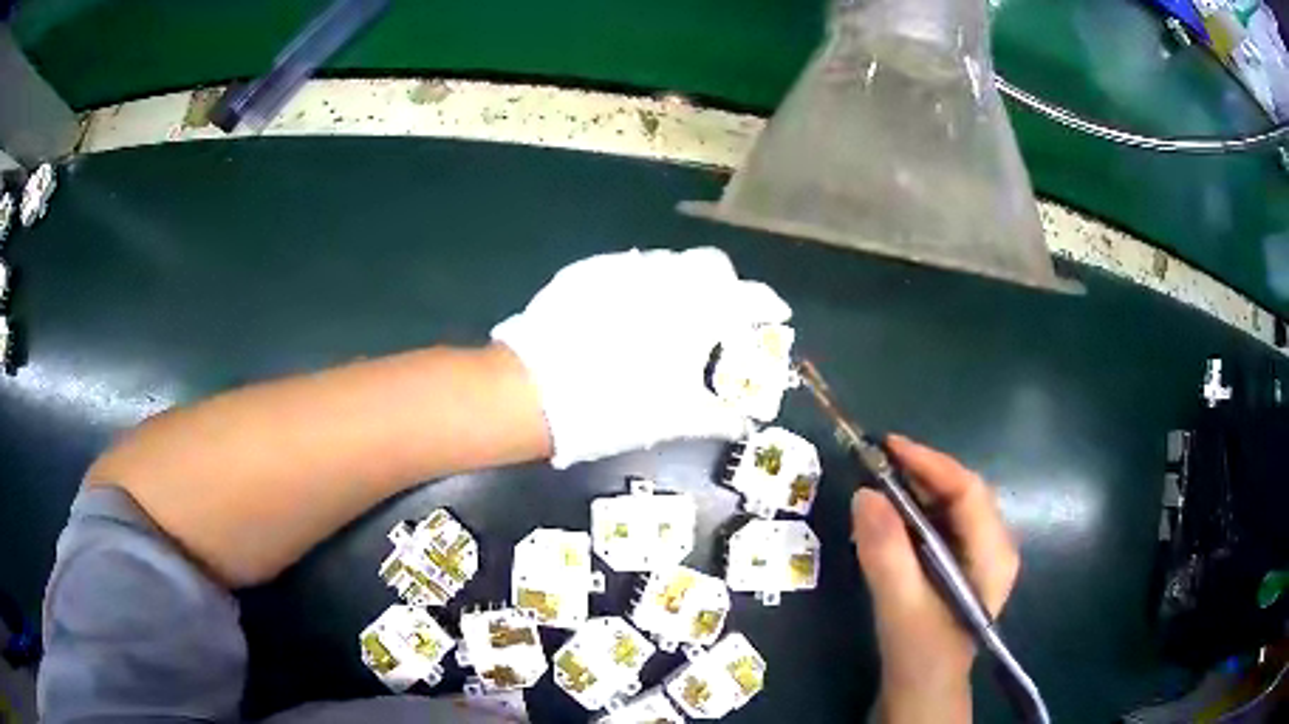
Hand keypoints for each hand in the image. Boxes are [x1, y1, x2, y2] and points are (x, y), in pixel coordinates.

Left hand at [492, 248, 790, 467]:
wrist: (534, 390)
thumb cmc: (617, 406)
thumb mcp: (676, 418)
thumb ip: (720, 417)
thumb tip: (748, 423)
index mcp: (698, 310)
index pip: (750, 297)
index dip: (768, 305)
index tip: (775, 315)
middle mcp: (667, 276)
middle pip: (713, 264)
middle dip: (725, 285)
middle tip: (720, 317)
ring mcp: (625, 267)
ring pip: (669, 262)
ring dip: (682, 282)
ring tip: (671, 315)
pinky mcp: (589, 269)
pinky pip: (629, 267)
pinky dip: (641, 284)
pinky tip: (626, 312)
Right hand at [851, 435, 1019, 723]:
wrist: (924, 690)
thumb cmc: (919, 654)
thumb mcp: (901, 607)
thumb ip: (886, 554)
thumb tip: (865, 493)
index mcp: (993, 554)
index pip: (968, 491)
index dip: (930, 463)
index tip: (886, 446)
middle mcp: (995, 545)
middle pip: (962, 493)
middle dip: (920, 473)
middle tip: (875, 463)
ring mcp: (981, 554)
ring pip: (951, 505)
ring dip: (916, 490)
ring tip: (878, 483)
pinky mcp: (963, 563)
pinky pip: (942, 523)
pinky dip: (914, 513)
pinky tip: (889, 518)